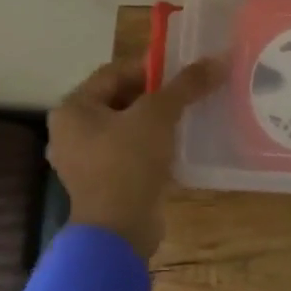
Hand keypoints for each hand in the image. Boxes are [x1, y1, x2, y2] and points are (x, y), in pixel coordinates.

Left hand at [48, 56, 225, 259]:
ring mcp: (85, 161)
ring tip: (188, 116)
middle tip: (189, 92)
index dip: (150, 67)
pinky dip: (151, 146)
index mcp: (73, 109)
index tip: (183, 70)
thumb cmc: (128, 163)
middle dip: (155, 95)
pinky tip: (178, 146)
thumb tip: (219, 59)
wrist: (119, 231)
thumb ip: (186, 85)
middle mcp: (71, 132)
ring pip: (126, 128)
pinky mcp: (103, 183)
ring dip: (155, 122)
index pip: (114, 73)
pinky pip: (129, 153)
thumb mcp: (159, 115)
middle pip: (120, 100)